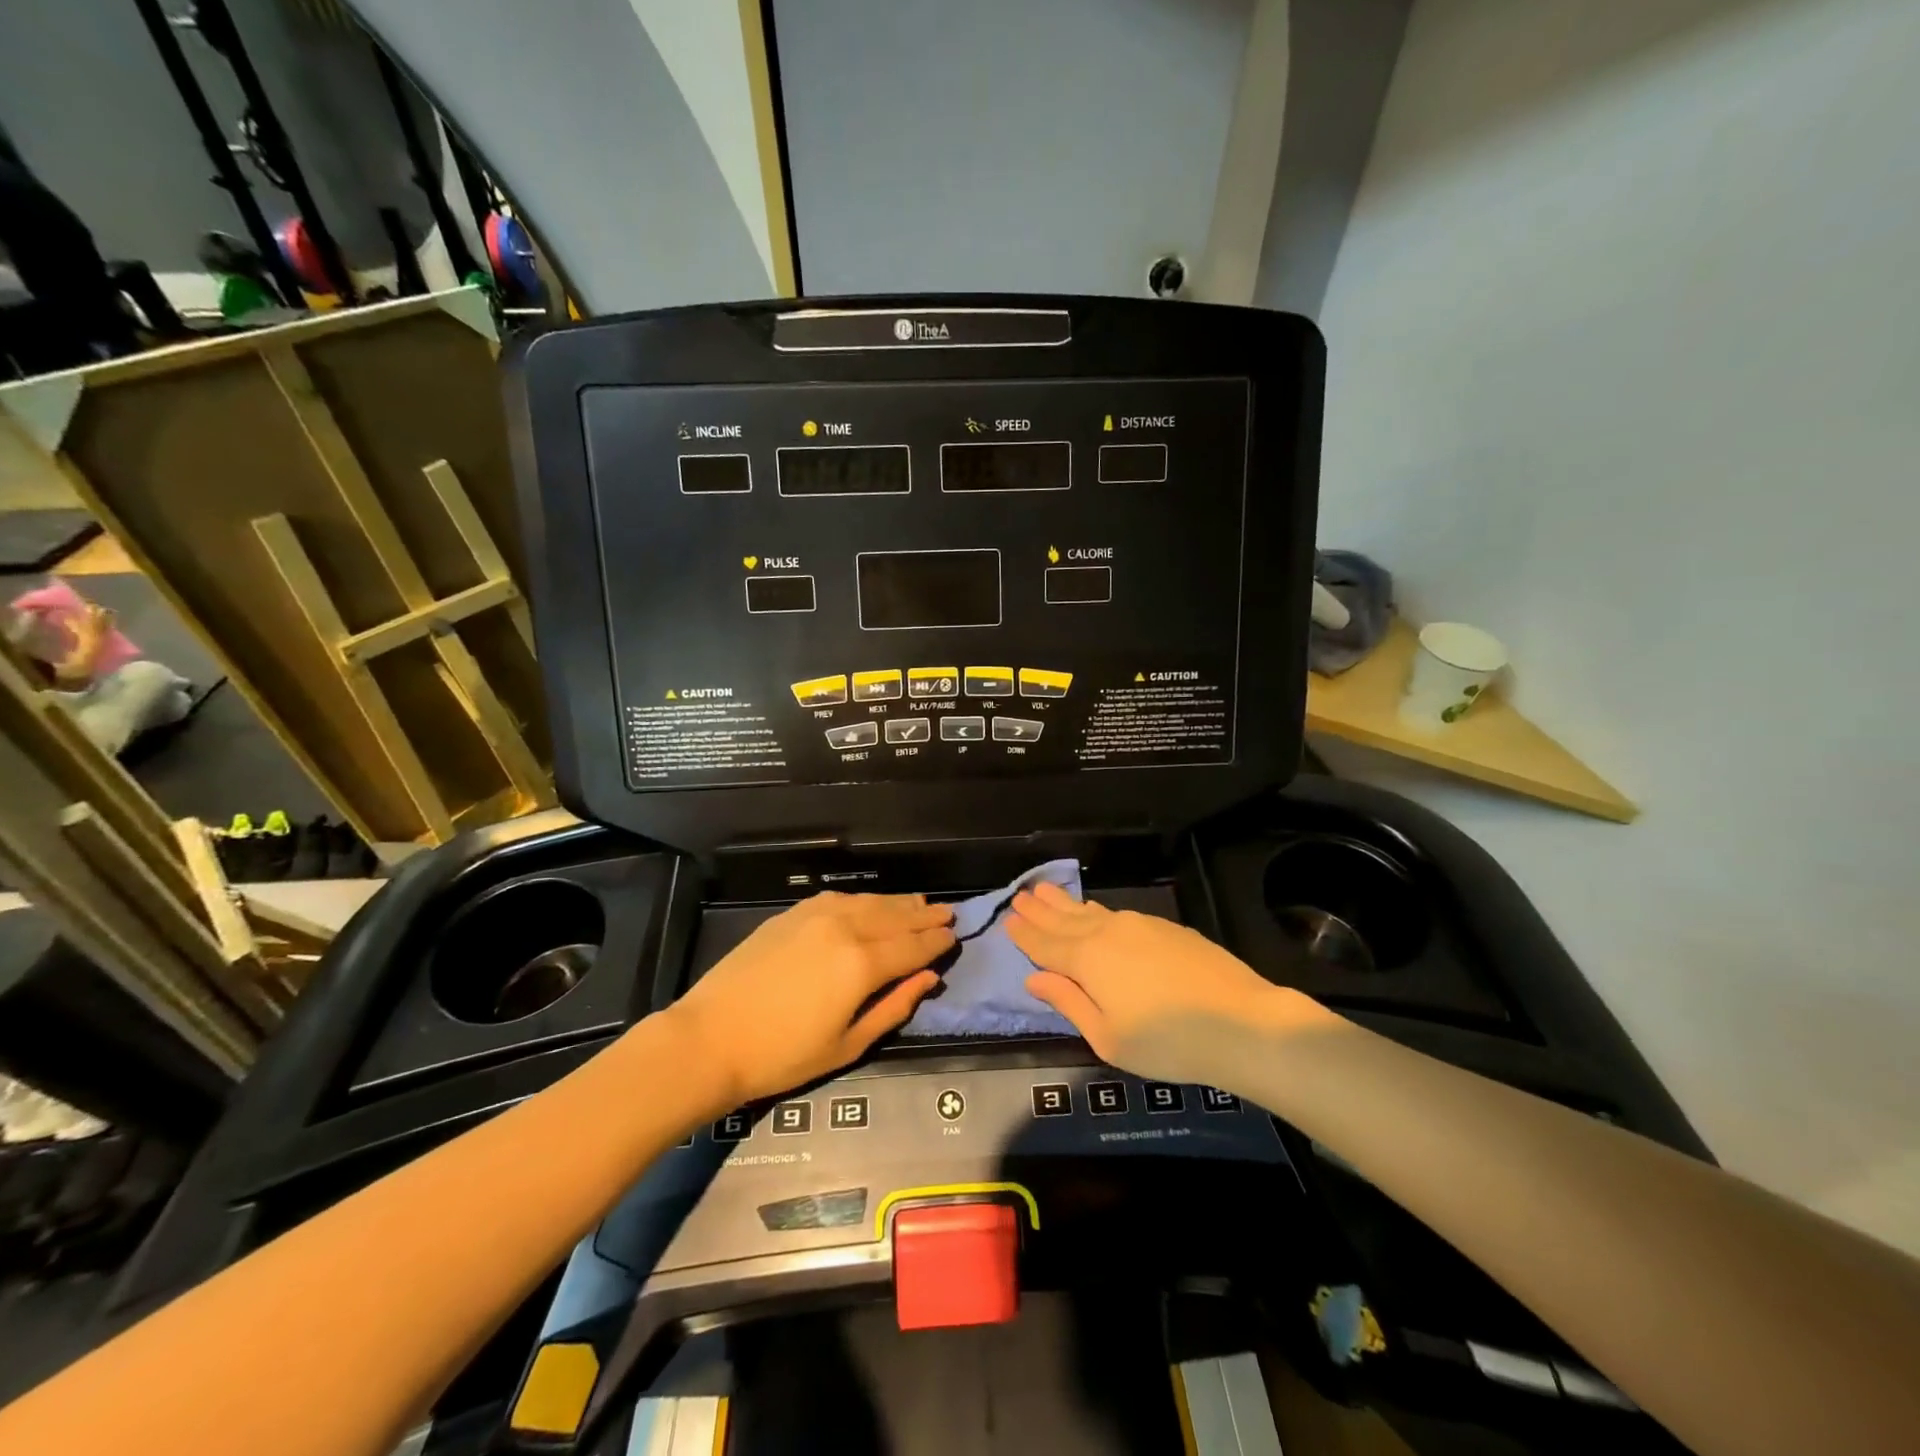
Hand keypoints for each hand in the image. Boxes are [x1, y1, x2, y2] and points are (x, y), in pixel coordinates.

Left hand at [666, 892, 953, 1109]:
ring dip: (898, 903)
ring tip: (919, 902)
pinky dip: (864, 899)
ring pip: (870, 902)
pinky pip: (840, 898)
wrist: (710, 1038)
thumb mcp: (848, 1045)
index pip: (913, 947)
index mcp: (863, 964)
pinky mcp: (792, 914)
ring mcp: (816, 915)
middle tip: (948, 912)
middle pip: (896, 917)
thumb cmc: (782, 1055)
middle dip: (924, 915)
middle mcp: (845, 928)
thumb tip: (929, 979)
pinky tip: (870, 904)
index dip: (937, 942)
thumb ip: (893, 1007)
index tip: (955, 937)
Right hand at [1008, 881, 1301, 1086]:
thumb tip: (1035, 979)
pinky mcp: (1167, 928)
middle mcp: (1108, 933)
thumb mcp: (1108, 1037)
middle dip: (1040, 909)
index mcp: (1087, 959)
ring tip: (1047, 891)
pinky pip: (1118, 914)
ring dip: (1066, 903)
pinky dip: (1097, 911)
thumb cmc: (1168, 1043)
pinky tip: (1096, 912)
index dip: (1025, 934)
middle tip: (1020, 895)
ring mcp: (1140, 925)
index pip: (1045, 944)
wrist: (1242, 1023)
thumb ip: (1069, 1003)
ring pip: (1092, 911)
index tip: (1007, 919)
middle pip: (1065, 919)